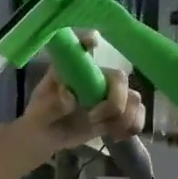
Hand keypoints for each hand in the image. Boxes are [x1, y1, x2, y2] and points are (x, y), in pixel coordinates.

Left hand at [21, 32, 145, 149]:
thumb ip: (54, 105)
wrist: (46, 137)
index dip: (90, 41)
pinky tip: (116, 136)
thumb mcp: (40, 112)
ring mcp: (108, 94)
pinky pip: (137, 114)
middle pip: (119, 78)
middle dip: (114, 102)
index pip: (83, 48)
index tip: (92, 44)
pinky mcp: (117, 112)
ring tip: (108, 131)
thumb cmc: (40, 116)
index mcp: (73, 70)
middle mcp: (95, 77)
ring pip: (133, 98)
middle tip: (92, 118)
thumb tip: (70, 97)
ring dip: (125, 118)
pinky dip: (133, 126)